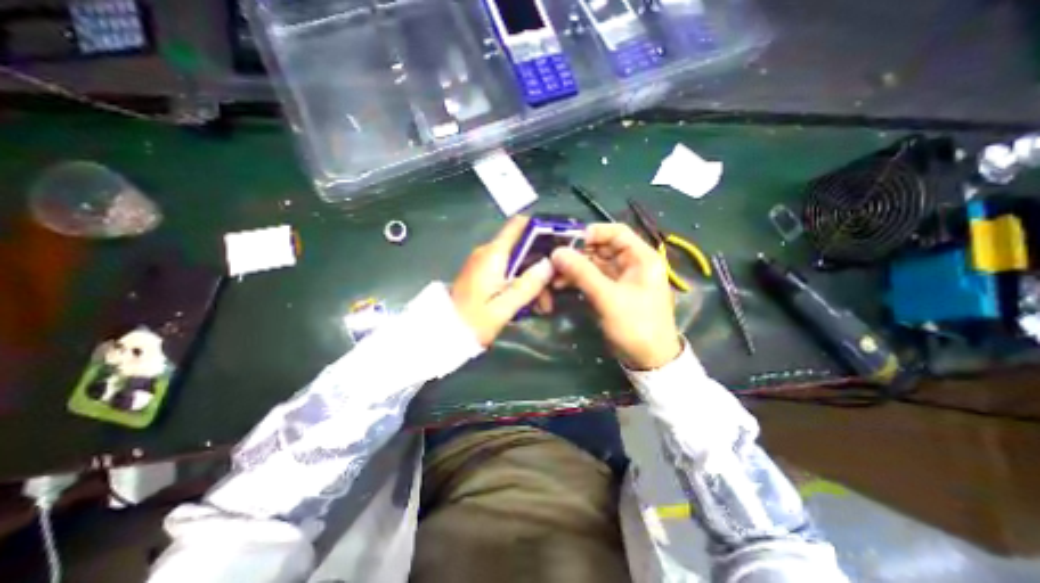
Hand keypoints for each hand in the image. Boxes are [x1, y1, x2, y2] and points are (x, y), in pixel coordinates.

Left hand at [452, 216, 556, 347]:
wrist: (443, 334)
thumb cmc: (473, 321)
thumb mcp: (505, 307)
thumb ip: (528, 284)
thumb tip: (549, 263)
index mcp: (493, 254)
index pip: (518, 225)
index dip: (540, 228)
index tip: (559, 241)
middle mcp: (488, 253)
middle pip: (523, 248)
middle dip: (541, 266)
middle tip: (554, 290)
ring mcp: (484, 263)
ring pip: (517, 263)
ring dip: (532, 280)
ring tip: (542, 306)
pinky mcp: (482, 275)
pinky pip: (507, 272)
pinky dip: (520, 283)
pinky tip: (528, 304)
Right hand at [551, 224, 683, 367]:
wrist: (649, 360)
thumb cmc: (636, 325)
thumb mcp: (609, 298)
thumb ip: (583, 273)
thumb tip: (557, 252)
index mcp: (642, 257)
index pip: (617, 232)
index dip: (593, 232)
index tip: (568, 241)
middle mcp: (632, 263)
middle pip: (601, 248)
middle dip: (577, 253)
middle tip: (554, 259)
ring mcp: (620, 278)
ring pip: (593, 264)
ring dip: (574, 267)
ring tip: (553, 275)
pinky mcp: (611, 291)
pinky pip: (592, 278)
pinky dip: (577, 279)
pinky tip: (560, 284)